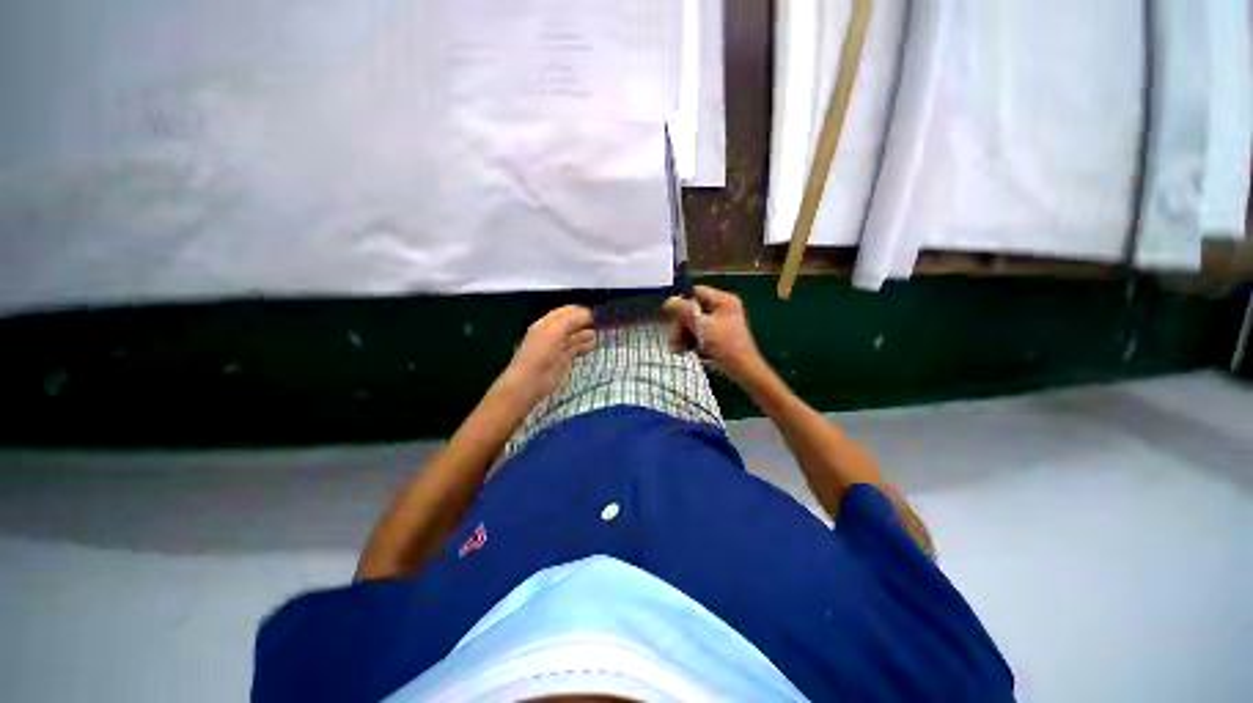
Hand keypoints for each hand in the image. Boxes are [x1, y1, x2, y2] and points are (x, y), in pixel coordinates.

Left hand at [496, 305, 595, 406]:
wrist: (530, 381)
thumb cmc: (540, 353)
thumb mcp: (554, 332)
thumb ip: (571, 321)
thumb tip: (588, 314)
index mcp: (546, 323)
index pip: (564, 312)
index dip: (579, 310)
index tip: (595, 312)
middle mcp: (552, 333)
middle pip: (571, 323)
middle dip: (584, 322)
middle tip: (600, 323)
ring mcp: (558, 346)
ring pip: (575, 336)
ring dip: (586, 334)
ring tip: (598, 334)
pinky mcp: (563, 359)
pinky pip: (576, 349)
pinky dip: (585, 346)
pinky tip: (593, 346)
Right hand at [663, 286, 765, 384]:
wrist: (742, 370)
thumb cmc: (725, 345)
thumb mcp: (702, 326)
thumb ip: (684, 311)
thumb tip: (669, 300)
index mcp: (722, 300)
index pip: (695, 292)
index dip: (682, 303)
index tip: (670, 316)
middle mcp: (721, 308)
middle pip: (691, 310)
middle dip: (680, 326)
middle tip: (674, 340)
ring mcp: (718, 323)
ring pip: (692, 323)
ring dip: (682, 335)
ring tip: (678, 350)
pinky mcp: (715, 336)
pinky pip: (697, 333)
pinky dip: (689, 341)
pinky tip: (685, 351)